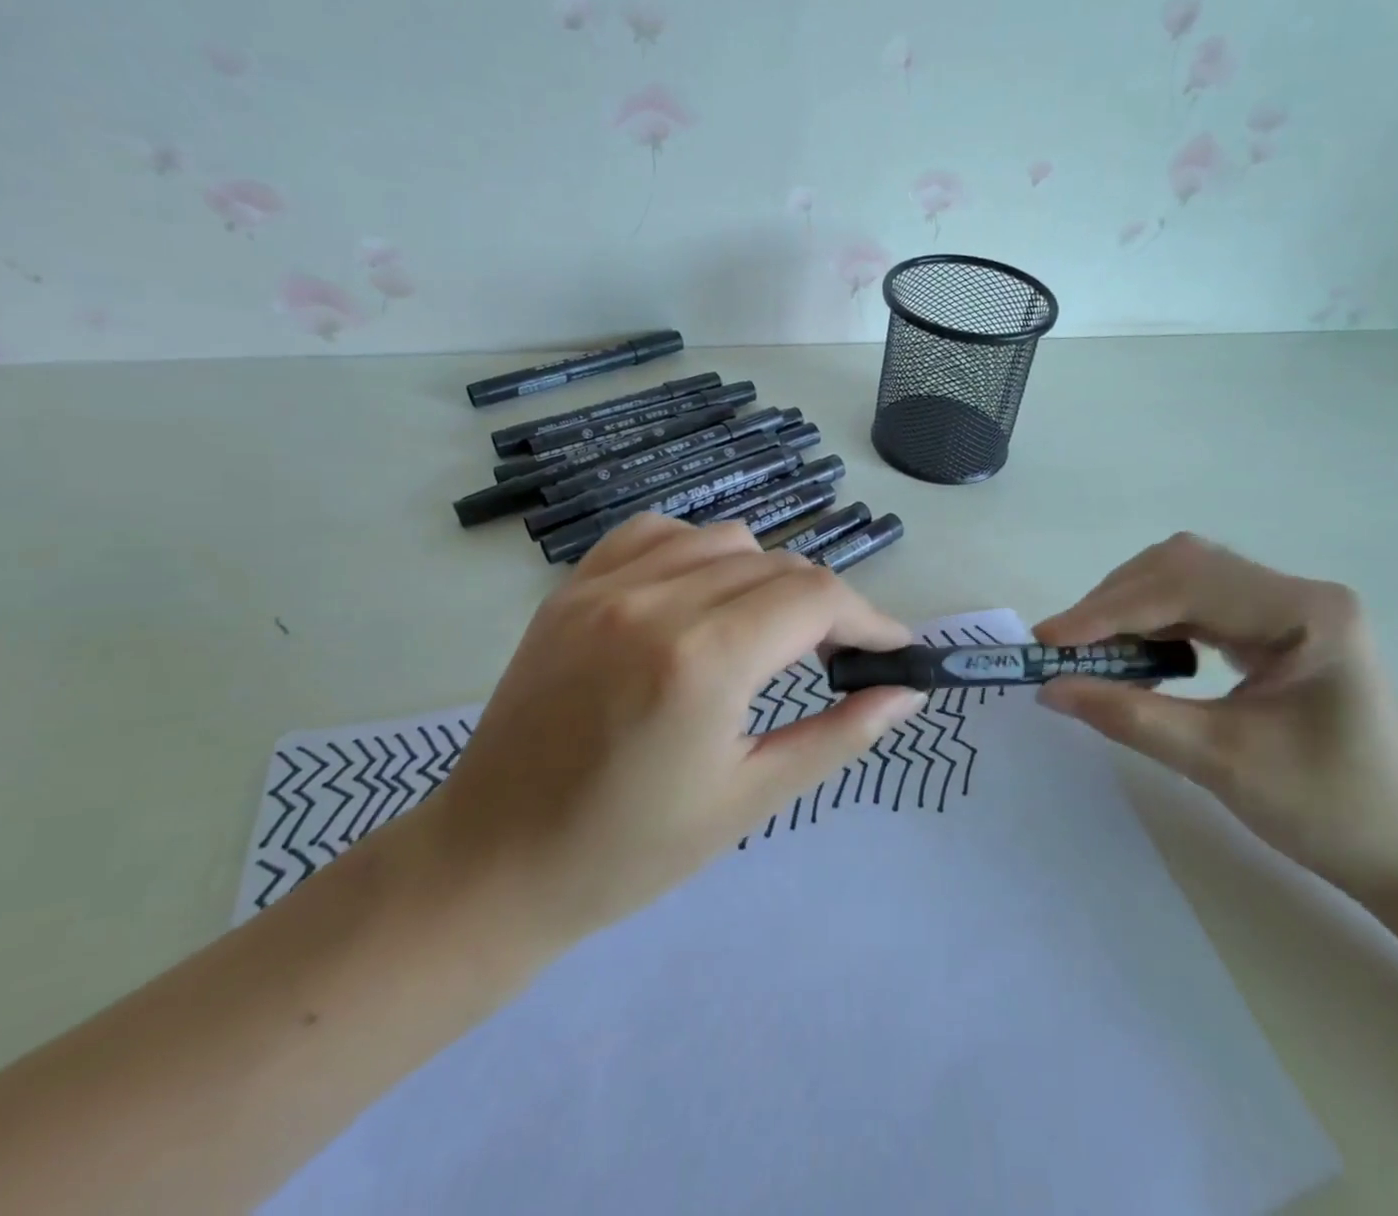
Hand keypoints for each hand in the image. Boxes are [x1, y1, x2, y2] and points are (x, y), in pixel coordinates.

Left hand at [432, 514, 926, 942]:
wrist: (492, 863)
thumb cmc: (628, 851)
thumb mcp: (749, 799)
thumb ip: (838, 735)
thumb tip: (905, 693)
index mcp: (702, 660)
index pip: (816, 598)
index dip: (869, 617)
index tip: (892, 649)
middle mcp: (655, 601)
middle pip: (778, 565)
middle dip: (825, 605)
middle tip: (836, 658)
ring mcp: (606, 585)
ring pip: (726, 540)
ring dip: (768, 578)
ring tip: (767, 634)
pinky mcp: (573, 587)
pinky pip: (658, 533)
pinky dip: (700, 553)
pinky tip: (700, 597)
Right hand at [1033, 533, 1397, 896]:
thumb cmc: (1329, 812)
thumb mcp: (1219, 763)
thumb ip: (1129, 717)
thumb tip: (1048, 688)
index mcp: (1305, 614)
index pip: (1186, 586)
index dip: (1110, 610)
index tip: (1049, 641)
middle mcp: (1298, 592)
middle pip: (1181, 566)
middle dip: (1114, 603)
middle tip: (1063, 647)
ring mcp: (1289, 605)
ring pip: (1183, 576)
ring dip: (1128, 607)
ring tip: (1089, 650)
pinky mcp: (1277, 624)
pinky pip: (1197, 601)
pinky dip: (1152, 620)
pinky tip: (1134, 652)